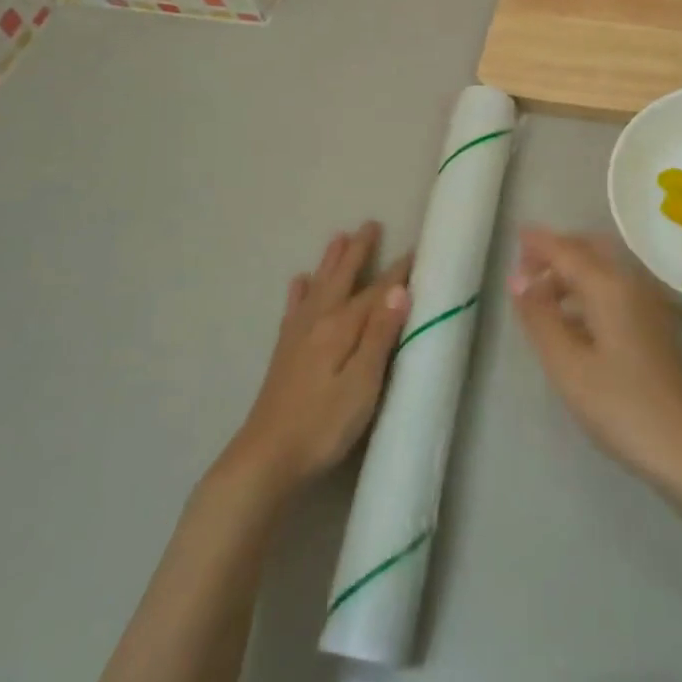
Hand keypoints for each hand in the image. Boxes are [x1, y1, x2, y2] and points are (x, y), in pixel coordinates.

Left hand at [225, 222, 410, 498]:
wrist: (265, 458)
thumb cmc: (323, 425)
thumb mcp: (362, 384)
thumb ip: (380, 335)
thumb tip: (399, 289)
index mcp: (341, 327)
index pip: (377, 292)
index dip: (397, 272)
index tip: (415, 250)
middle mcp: (318, 321)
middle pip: (343, 278)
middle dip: (358, 251)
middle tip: (370, 224)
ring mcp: (297, 335)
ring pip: (318, 286)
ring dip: (331, 261)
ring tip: (338, 237)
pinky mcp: (284, 352)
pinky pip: (294, 308)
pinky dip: (299, 291)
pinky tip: (299, 282)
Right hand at [508, 228, 681, 487]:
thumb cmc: (620, 406)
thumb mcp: (568, 365)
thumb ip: (540, 318)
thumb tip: (517, 279)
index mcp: (609, 286)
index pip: (567, 251)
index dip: (540, 242)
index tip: (514, 234)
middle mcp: (631, 284)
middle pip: (590, 250)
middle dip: (557, 251)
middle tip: (525, 266)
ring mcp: (647, 304)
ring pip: (603, 269)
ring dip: (571, 271)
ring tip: (540, 295)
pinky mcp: (653, 325)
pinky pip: (614, 288)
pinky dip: (587, 289)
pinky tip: (571, 320)